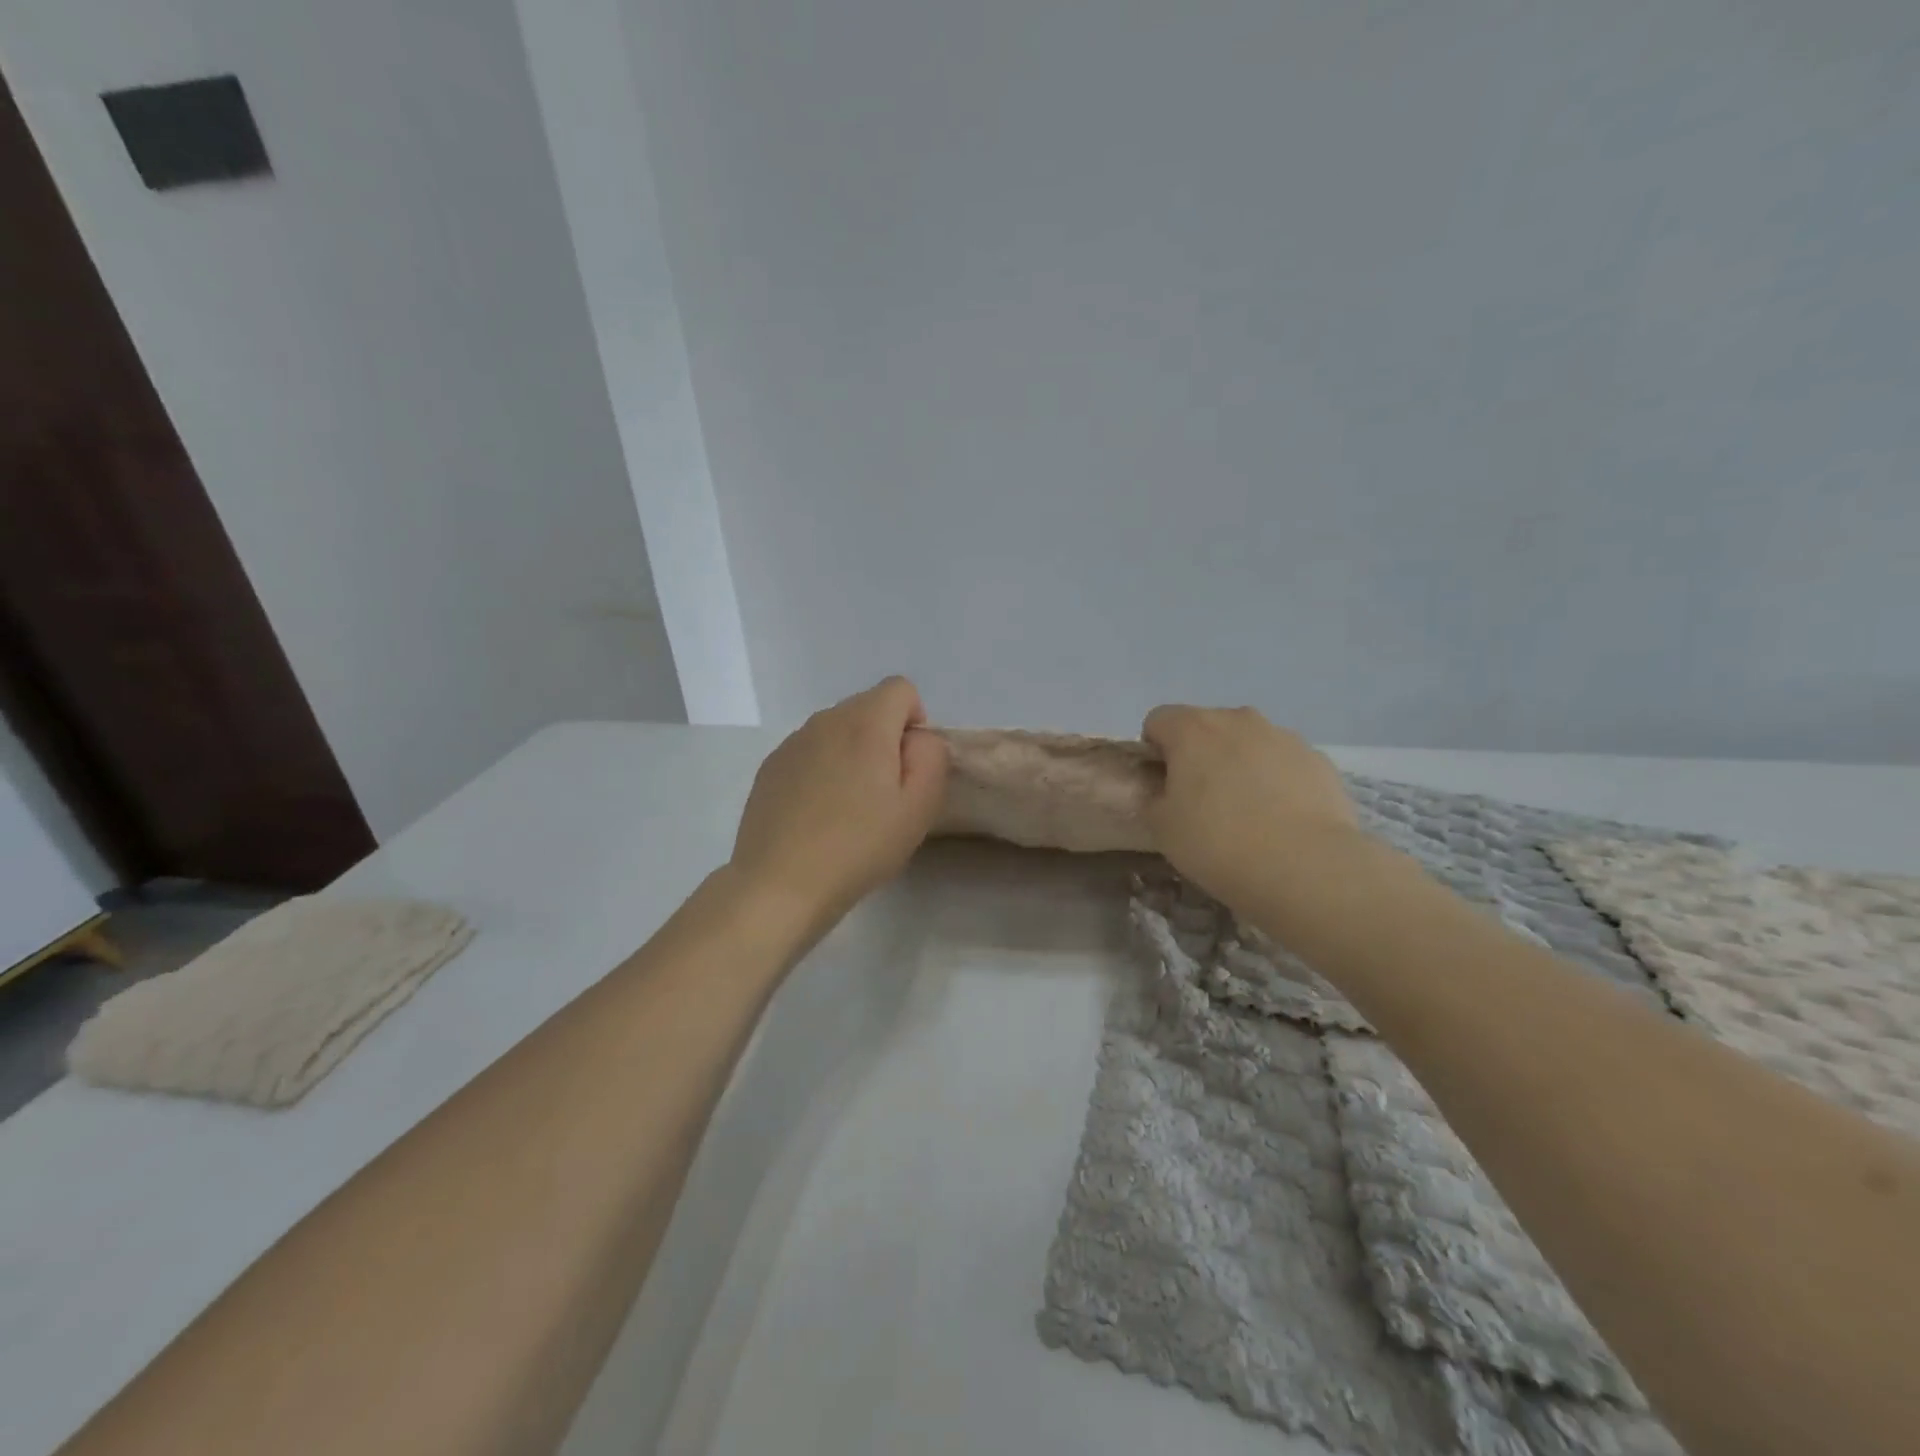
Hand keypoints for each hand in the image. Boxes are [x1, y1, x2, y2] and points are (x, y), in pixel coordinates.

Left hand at [728, 676, 949, 927]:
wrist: (779, 884)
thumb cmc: (858, 847)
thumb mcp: (918, 807)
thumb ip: (931, 757)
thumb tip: (917, 738)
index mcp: (865, 723)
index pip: (901, 689)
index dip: (915, 721)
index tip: (909, 766)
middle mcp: (825, 720)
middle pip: (868, 707)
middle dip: (884, 738)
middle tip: (884, 794)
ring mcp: (792, 742)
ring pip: (837, 730)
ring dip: (852, 754)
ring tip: (849, 808)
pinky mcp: (770, 767)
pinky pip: (810, 753)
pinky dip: (822, 770)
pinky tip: (818, 815)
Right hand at [1141, 705, 1358, 913]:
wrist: (1305, 867)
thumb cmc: (1218, 843)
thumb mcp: (1161, 827)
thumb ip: (1153, 798)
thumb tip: (1163, 791)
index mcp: (1192, 729)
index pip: (1158, 720)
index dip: (1154, 751)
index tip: (1162, 786)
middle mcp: (1238, 720)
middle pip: (1206, 727)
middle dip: (1199, 755)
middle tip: (1201, 802)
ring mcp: (1283, 737)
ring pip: (1248, 742)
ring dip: (1239, 765)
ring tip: (1246, 814)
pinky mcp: (1318, 760)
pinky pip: (1283, 763)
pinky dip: (1276, 781)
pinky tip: (1280, 820)